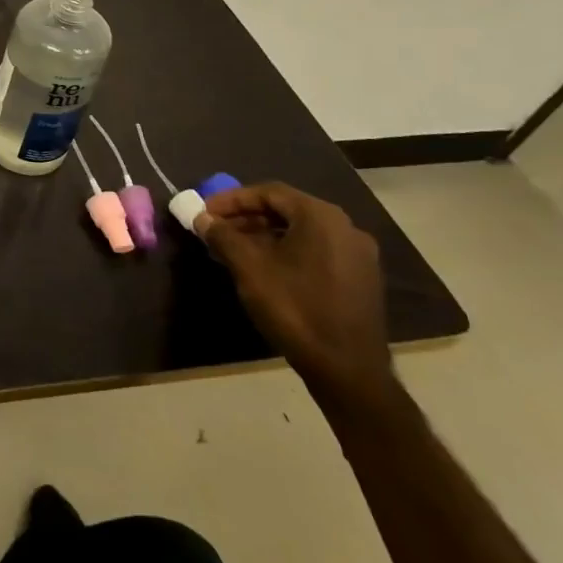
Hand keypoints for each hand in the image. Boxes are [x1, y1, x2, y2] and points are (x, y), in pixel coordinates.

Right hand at [195, 183, 393, 402]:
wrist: (348, 370)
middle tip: (215, 230)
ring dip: (263, 236)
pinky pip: (315, 252)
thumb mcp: (249, 268)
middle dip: (246, 218)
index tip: (205, 212)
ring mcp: (357, 255)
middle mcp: (345, 228)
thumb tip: (202, 218)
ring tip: (232, 251)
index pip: (269, 193)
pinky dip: (285, 252)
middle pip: (286, 211)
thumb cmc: (295, 308)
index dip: (232, 199)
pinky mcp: (360, 279)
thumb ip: (222, 236)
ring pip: (300, 233)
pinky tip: (262, 269)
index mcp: (321, 217)